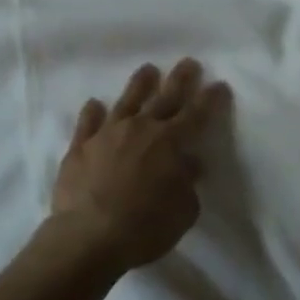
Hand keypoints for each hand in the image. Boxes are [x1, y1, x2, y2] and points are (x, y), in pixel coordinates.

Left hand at [47, 59, 229, 273]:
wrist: (89, 236)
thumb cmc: (144, 228)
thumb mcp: (183, 211)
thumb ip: (188, 183)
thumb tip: (190, 164)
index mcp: (170, 143)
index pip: (196, 114)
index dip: (210, 99)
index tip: (219, 84)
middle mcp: (140, 129)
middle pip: (164, 98)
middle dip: (180, 79)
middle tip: (189, 62)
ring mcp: (108, 134)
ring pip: (127, 101)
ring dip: (140, 84)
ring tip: (148, 69)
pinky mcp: (80, 146)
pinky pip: (88, 123)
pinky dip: (92, 112)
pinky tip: (94, 104)